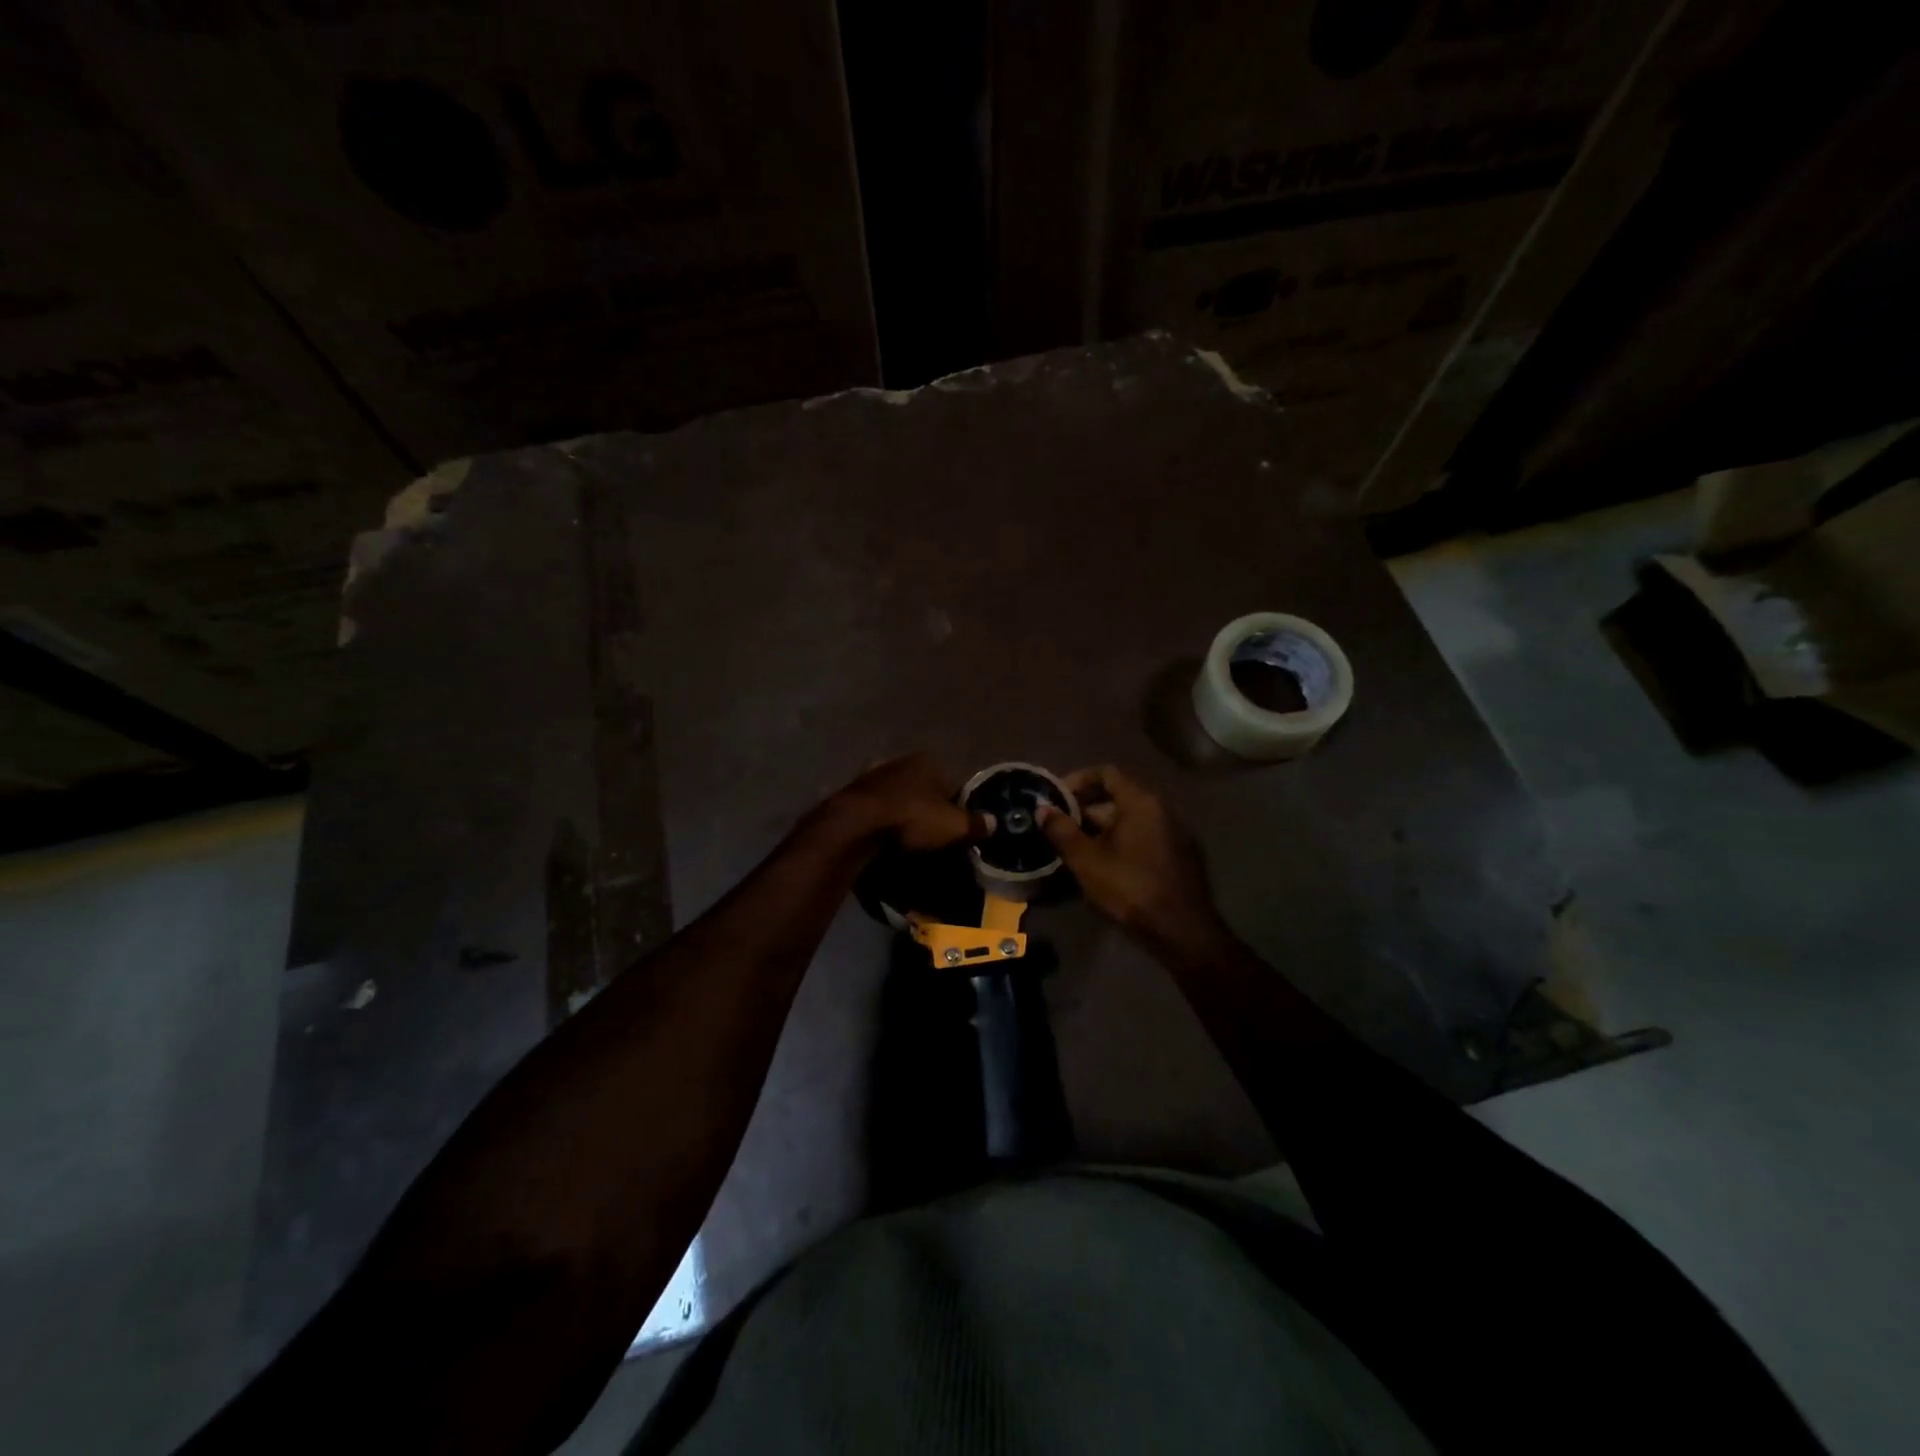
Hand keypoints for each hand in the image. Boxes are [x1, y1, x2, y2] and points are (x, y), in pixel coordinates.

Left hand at [829, 754, 990, 851]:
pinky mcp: (851, 792)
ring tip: (905, 838)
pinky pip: (874, 807)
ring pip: (896, 794)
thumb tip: (994, 822)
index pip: (952, 783)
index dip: (957, 806)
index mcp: (928, 762)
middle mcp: (900, 761)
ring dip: (901, 810)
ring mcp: (873, 775)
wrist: (856, 823)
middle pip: (922, 787)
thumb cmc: (912, 818)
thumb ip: (975, 824)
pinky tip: (882, 836)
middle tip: (930, 834)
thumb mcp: (953, 826)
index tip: (956, 829)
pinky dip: (879, 818)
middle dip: (927, 806)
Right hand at [1039, 765, 1231, 956]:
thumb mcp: (1086, 859)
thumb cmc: (1129, 887)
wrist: (1181, 930)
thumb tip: (1043, 809)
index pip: (1107, 773)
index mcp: (1141, 801)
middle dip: (1086, 808)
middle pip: (1118, 796)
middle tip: (1061, 826)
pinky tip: (1103, 864)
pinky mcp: (1178, 855)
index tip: (1057, 797)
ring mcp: (1174, 832)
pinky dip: (1121, 841)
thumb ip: (1062, 830)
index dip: (1078, 780)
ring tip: (1076, 848)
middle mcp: (1162, 809)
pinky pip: (1143, 836)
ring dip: (1102, 828)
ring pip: (1130, 819)